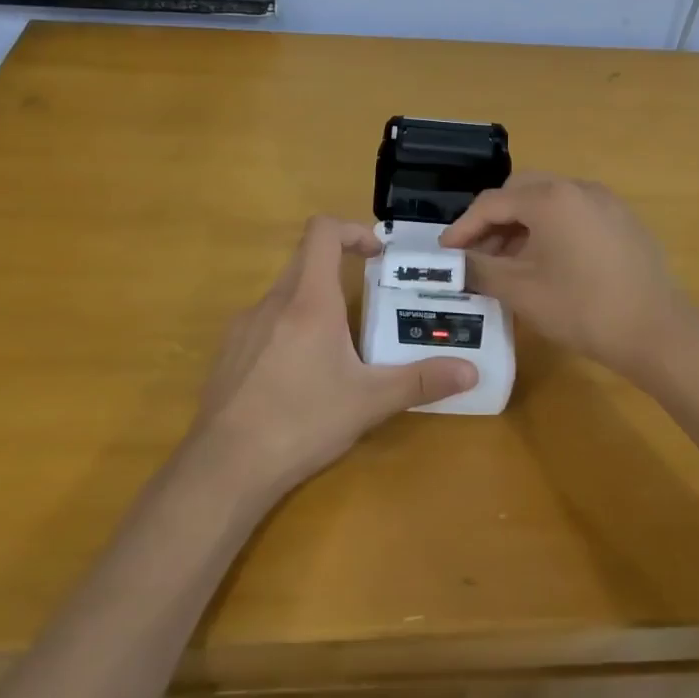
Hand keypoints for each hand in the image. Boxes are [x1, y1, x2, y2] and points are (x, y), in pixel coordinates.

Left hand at [189, 217, 477, 497]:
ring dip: (313, 305)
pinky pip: (264, 324)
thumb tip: (472, 372)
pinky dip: (288, 331)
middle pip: (305, 261)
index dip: (352, 230)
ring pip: (284, 296)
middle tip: (367, 305)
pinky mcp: (228, 352)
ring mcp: (243, 326)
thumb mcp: (369, 402)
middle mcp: (272, 302)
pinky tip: (297, 378)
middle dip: (338, 271)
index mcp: (308, 301)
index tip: (376, 255)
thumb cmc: (302, 422)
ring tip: (337, 350)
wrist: (226, 466)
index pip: (322, 232)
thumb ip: (420, 382)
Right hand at [441, 173, 690, 379]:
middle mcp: (578, 188)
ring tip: (507, 265)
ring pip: (548, 203)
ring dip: (521, 226)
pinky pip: (574, 214)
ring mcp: (605, 202)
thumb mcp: (521, 291)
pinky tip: (546, 265)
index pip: (491, 203)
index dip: (462, 228)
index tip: (445, 254)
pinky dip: (550, 230)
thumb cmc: (582, 308)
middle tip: (476, 255)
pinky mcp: (622, 221)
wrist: (657, 332)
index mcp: (549, 198)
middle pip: (520, 193)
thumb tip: (453, 264)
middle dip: (492, 222)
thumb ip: (479, 270)